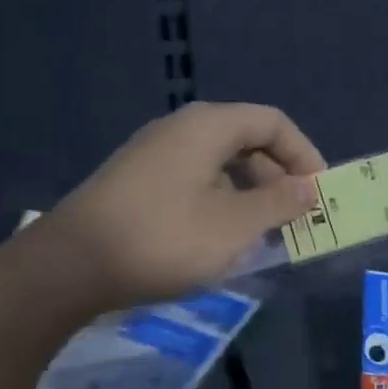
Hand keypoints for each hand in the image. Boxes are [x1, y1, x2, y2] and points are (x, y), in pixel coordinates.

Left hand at [32, 102, 325, 312]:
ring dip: (250, 192)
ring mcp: (154, 153)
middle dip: (278, 175)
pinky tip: (220, 237)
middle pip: (247, 138)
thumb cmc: (163, 238)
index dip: (304, 153)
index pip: (273, 122)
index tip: (319, 192)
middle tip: (294, 215)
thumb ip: (279, 202)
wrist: (68, 266)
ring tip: (262, 232)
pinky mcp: (137, 180)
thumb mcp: (234, 226)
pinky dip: (221, 200)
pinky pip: (195, 178)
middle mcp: (182, 128)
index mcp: (209, 126)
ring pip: (220, 161)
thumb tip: (309, 187)